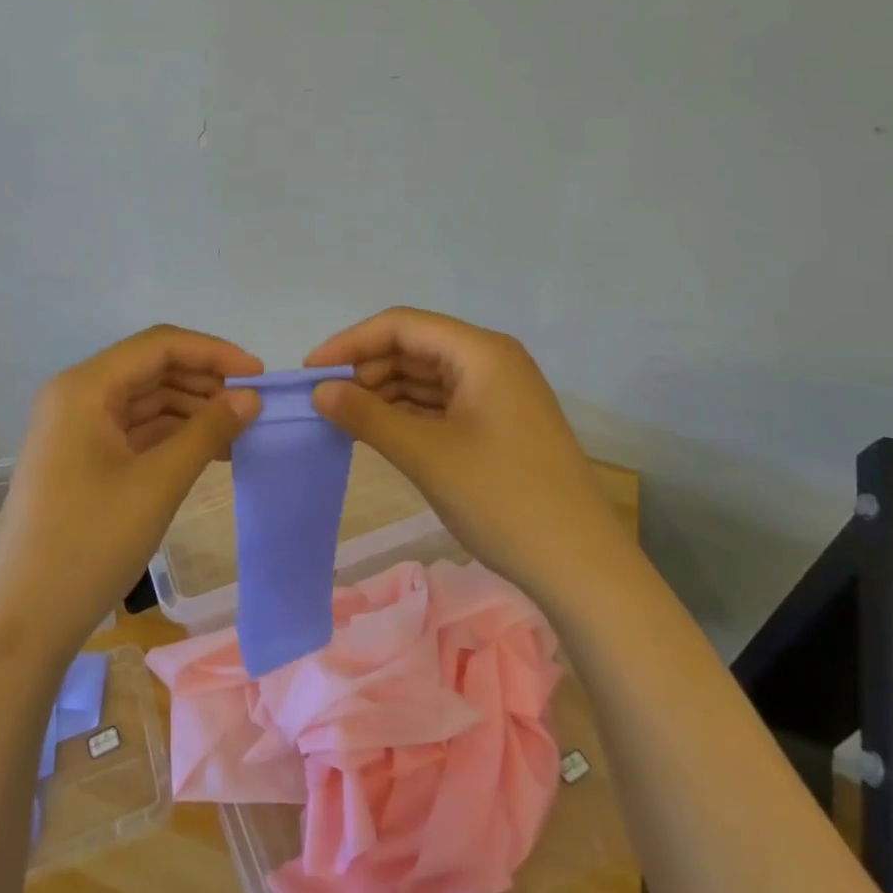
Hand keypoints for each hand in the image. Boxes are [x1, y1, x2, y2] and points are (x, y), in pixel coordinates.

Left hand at [0, 325, 262, 660]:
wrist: (22, 623)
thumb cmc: (88, 543)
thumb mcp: (158, 483)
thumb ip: (208, 431)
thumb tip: (251, 398)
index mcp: (86, 387)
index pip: (160, 345)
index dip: (214, 352)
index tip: (259, 376)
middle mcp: (78, 396)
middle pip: (152, 369)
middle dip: (205, 383)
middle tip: (253, 409)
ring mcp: (77, 428)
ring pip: (147, 400)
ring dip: (193, 411)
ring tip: (238, 434)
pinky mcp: (82, 459)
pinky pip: (136, 430)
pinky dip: (173, 436)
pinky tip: (208, 453)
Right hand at [306, 307, 623, 603]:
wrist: (582, 566)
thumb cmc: (502, 498)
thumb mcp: (426, 454)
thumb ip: (367, 416)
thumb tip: (319, 392)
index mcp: (480, 352)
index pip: (402, 326)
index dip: (351, 343)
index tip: (310, 372)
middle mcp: (491, 360)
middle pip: (415, 348)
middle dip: (366, 369)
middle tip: (324, 402)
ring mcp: (498, 393)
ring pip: (427, 377)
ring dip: (384, 393)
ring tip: (343, 419)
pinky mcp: (498, 423)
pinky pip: (442, 404)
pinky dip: (408, 414)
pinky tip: (379, 432)